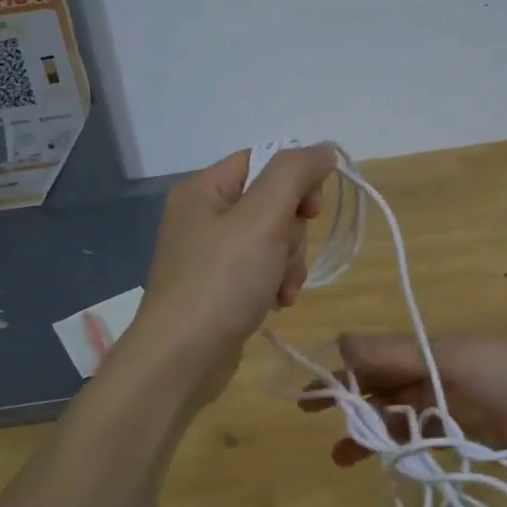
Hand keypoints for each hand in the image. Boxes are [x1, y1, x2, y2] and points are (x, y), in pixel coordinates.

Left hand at [125, 144, 340, 405]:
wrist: (182, 358)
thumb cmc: (222, 280)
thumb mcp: (263, 217)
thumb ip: (295, 174)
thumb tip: (324, 148)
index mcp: (204, 189)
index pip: (263, 161)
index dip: (296, 180)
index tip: (313, 209)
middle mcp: (203, 216)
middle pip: (271, 203)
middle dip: (291, 233)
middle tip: (283, 256)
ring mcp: (209, 254)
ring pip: (272, 240)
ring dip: (288, 263)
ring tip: (281, 289)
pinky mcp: (218, 287)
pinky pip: (260, 270)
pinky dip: (274, 283)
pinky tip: (276, 302)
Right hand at [307, 332, 506, 467]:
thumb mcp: (451, 357)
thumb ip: (396, 353)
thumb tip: (341, 339)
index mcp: (433, 348)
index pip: (377, 358)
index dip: (343, 371)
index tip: (310, 391)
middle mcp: (438, 374)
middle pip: (384, 386)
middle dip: (350, 400)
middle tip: (311, 416)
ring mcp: (453, 407)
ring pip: (399, 415)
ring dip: (370, 430)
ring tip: (340, 454)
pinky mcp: (469, 438)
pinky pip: (424, 438)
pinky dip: (401, 445)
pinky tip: (381, 457)